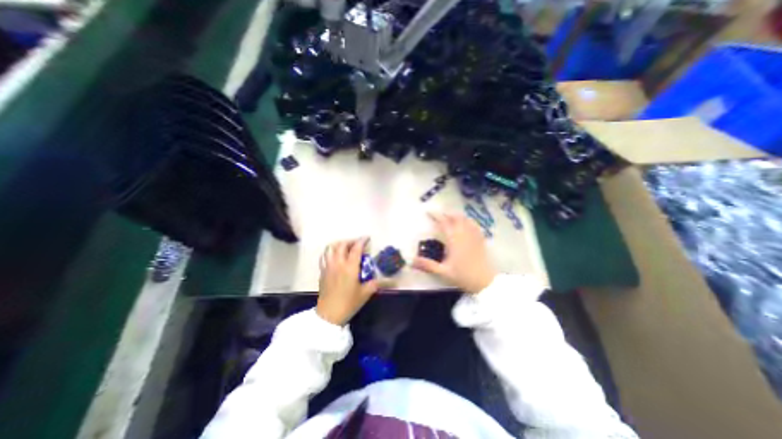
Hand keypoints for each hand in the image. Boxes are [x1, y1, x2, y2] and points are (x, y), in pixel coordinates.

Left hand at [314, 237, 381, 325]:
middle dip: (350, 241)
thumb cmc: (349, 303)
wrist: (329, 315)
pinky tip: (334, 256)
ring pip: (330, 248)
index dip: (362, 241)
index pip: (356, 248)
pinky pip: (324, 256)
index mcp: (350, 267)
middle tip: (357, 243)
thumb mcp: (366, 293)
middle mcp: (338, 263)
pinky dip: (330, 252)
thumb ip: (378, 283)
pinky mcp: (322, 272)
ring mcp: (328, 267)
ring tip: (345, 247)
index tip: (367, 238)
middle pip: (342, 245)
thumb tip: (393, 281)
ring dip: (338, 244)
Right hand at [411, 213, 496, 293]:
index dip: (436, 216)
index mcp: (454, 240)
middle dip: (446, 213)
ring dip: (457, 215)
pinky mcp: (481, 240)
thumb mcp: (443, 272)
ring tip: (450, 216)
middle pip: (455, 218)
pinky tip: (467, 222)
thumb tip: (410, 261)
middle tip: (438, 214)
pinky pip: (475, 225)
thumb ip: (427, 265)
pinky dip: (468, 220)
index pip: (444, 223)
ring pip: (465, 219)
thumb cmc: (463, 276)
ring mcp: (474, 236)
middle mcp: (464, 235)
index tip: (428, 212)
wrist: (486, 282)